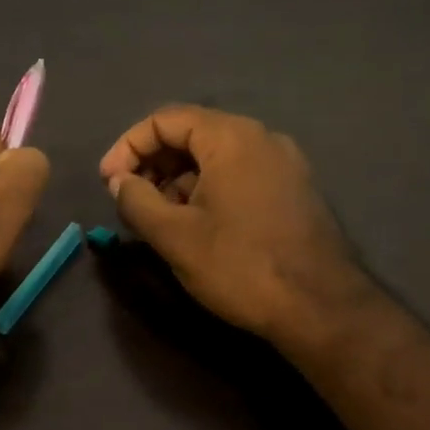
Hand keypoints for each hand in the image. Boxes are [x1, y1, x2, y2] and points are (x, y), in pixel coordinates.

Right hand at [98, 107, 373, 354]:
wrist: (321, 309)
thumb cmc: (240, 265)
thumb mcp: (174, 235)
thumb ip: (136, 200)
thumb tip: (120, 181)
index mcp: (231, 137)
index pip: (165, 120)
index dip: (128, 147)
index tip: (108, 182)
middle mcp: (260, 138)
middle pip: (191, 134)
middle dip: (153, 163)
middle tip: (129, 199)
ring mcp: (283, 163)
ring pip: (215, 156)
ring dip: (178, 179)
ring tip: (158, 217)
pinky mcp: (293, 189)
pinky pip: (238, 174)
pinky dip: (207, 189)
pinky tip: (195, 224)